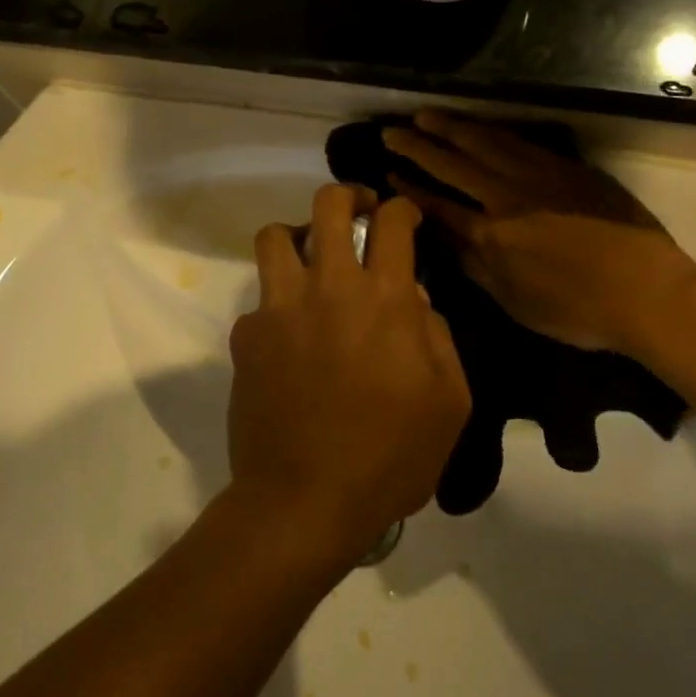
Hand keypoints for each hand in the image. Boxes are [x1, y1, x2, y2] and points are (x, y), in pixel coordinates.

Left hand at [228, 186, 471, 564]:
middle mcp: (328, 287)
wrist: (304, 500)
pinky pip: (258, 300)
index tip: (404, 217)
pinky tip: (287, 337)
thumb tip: (416, 303)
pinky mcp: (246, 335)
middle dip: (347, 196)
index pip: (392, 223)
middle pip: (328, 205)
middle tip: (357, 212)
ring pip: (275, 236)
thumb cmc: (390, 457)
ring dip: (296, 237)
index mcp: (383, 299)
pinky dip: (275, 306)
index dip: (402, 209)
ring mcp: (279, 307)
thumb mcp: (449, 404)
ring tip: (309, 260)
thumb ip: (438, 339)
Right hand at [382, 111, 695, 358]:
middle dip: (418, 147)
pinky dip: (492, 131)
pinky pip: (520, 142)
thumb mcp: (516, 302)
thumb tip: (446, 241)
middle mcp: (508, 197)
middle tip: (390, 130)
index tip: (388, 174)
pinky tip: (480, 126)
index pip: (438, 205)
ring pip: (486, 143)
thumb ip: (477, 268)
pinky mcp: (569, 169)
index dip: (410, 189)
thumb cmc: (579, 310)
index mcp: (491, 235)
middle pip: (454, 164)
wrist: (650, 293)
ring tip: (426, 115)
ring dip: (452, 128)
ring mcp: (540, 177)